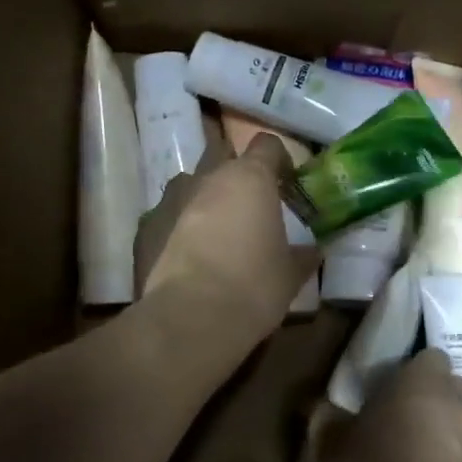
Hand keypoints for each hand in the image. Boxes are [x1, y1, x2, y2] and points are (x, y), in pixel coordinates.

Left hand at [137, 129, 317, 354]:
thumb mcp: (291, 274)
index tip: (289, 184)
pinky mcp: (148, 226)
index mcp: (250, 178)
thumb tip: (313, 251)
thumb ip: (303, 256)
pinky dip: (183, 226)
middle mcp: (210, 178)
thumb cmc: (254, 286)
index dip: (280, 160)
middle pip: (226, 159)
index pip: (267, 145)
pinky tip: (193, 254)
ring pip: (195, 185)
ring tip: (221, 229)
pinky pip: (171, 215)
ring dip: (209, 198)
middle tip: (255, 209)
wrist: (192, 317)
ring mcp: (173, 200)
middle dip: (241, 178)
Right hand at [312, 349, 461, 461]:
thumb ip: (329, 418)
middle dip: (429, 399)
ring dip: (438, 435)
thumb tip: (323, 408)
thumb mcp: (329, 445)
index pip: (431, 357)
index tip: (388, 387)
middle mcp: (457, 409)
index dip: (411, 370)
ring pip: (458, 428)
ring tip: (406, 456)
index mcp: (423, 384)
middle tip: (396, 417)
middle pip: (451, 390)